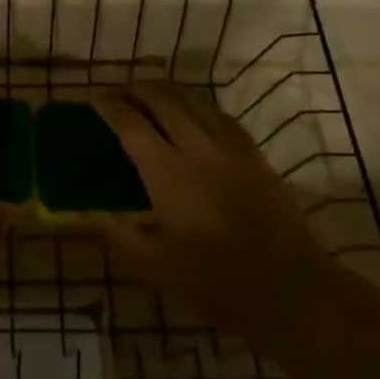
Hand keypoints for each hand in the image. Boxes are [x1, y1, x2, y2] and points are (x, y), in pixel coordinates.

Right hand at [94, 84, 339, 344]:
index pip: (130, 123)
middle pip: (161, 99)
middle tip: (119, 93)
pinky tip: (194, 115)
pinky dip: (197, 106)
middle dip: (136, 89)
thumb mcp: (156, 267)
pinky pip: (219, 115)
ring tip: (151, 96)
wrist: (290, 288)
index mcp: (167, 172)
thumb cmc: (217, 282)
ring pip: (192, 100)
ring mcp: (229, 147)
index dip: (109, 106)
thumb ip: (119, 235)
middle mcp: (196, 147)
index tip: (94, 100)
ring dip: (166, 92)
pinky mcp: (253, 154)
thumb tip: (89, 213)